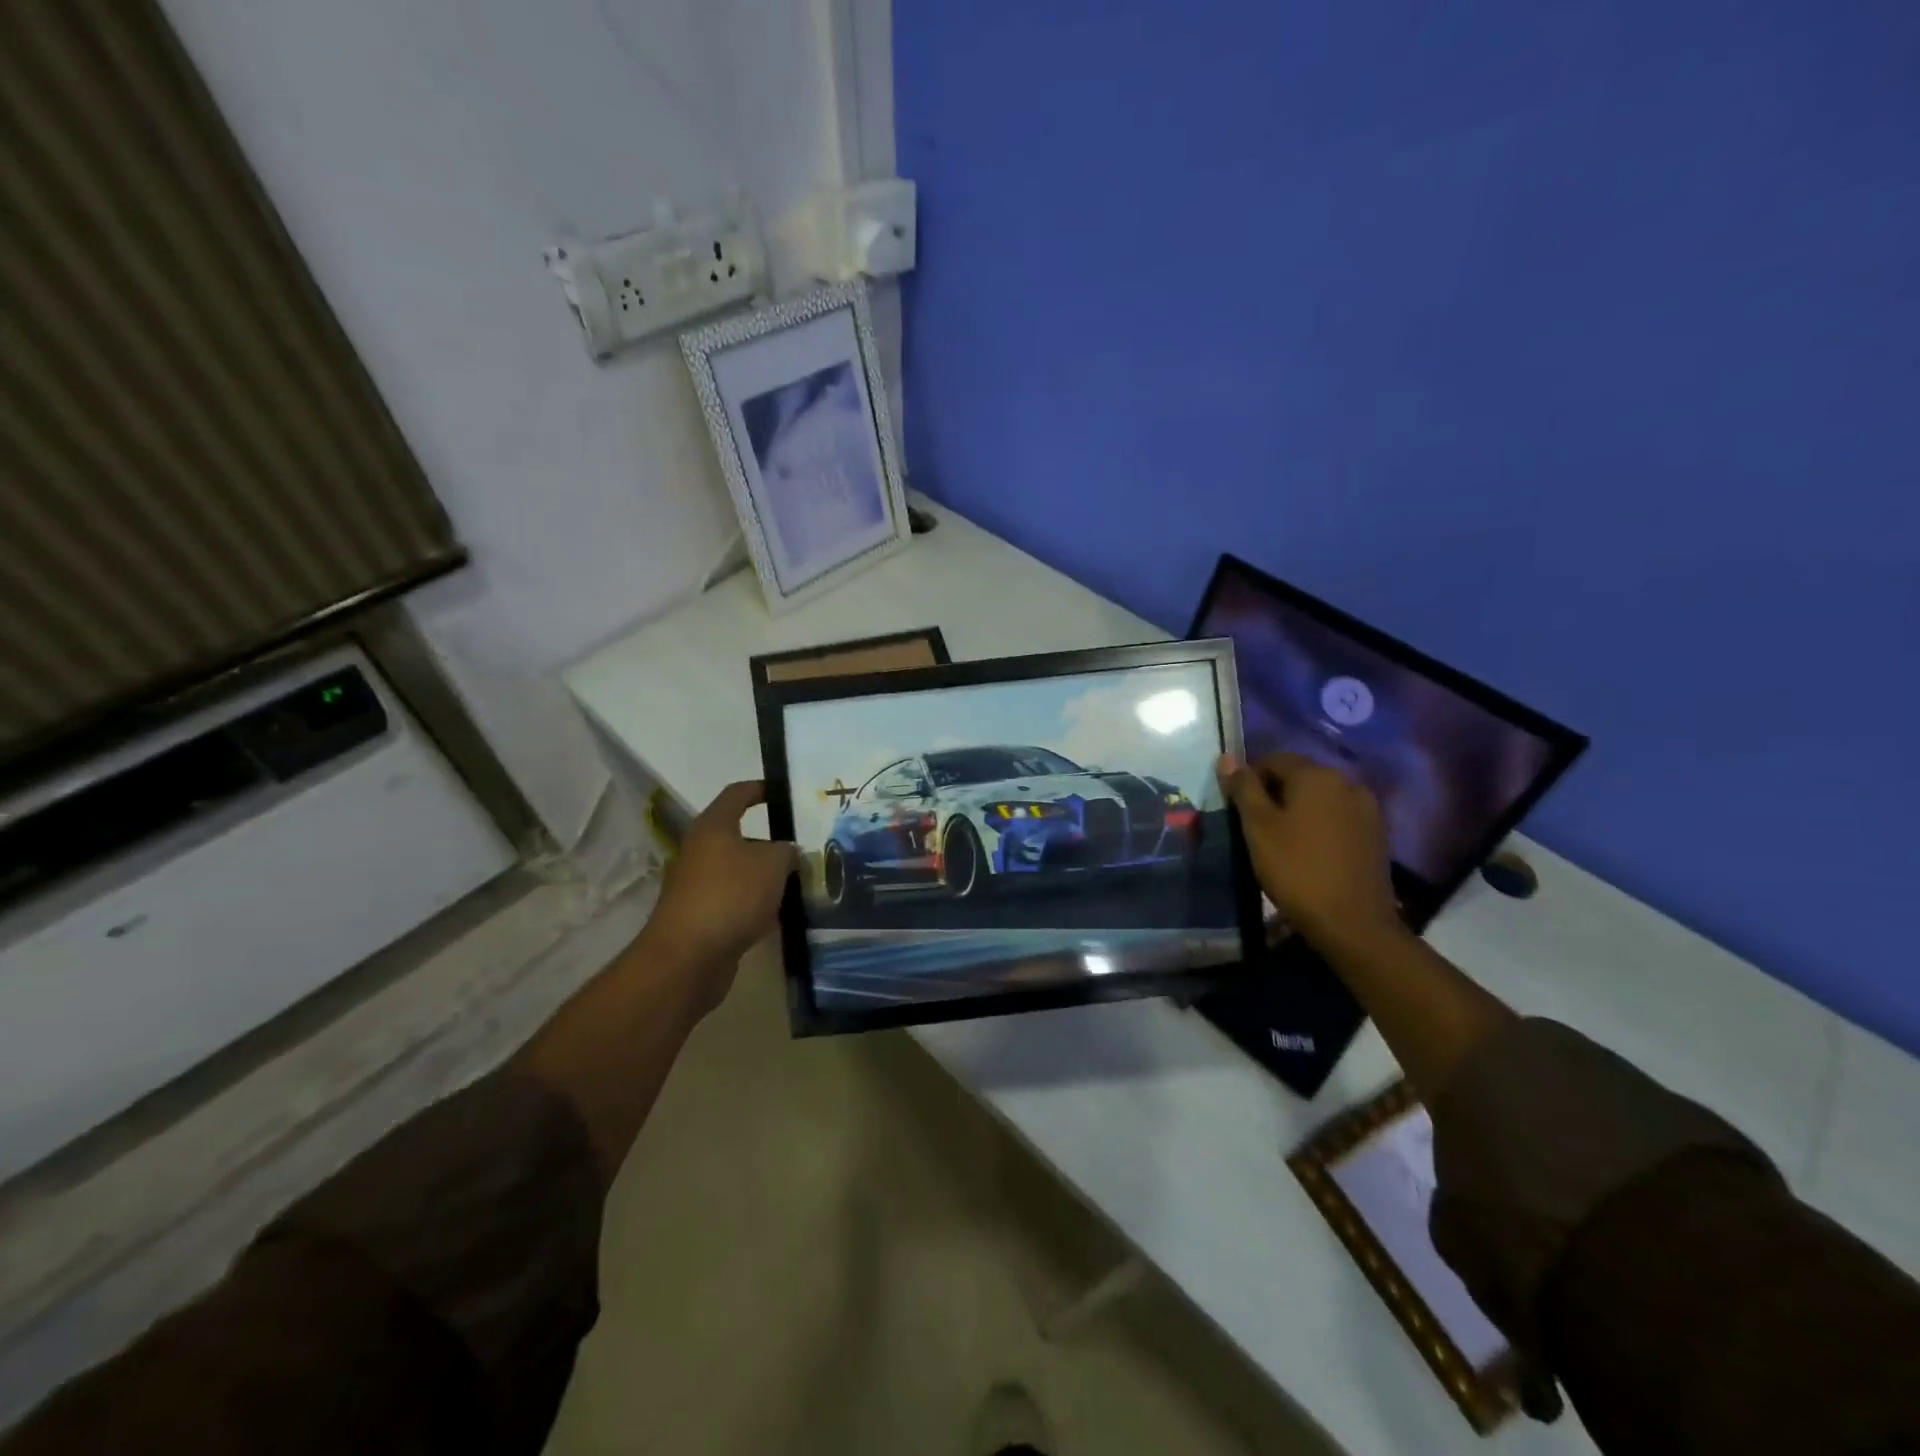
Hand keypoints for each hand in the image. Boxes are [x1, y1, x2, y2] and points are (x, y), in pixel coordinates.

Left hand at [645, 781, 797, 1009]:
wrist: (688, 957)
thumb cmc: (731, 895)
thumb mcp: (773, 864)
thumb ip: (787, 851)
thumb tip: (788, 852)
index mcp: (713, 826)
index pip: (737, 794)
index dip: (761, 789)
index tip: (784, 792)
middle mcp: (701, 850)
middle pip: (740, 836)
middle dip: (772, 841)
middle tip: (804, 845)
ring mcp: (698, 885)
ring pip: (740, 871)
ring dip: (766, 875)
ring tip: (801, 880)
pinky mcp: (701, 916)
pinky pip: (736, 901)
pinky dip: (757, 904)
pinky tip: (781, 914)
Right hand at [1217, 753, 1402, 952]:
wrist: (1352, 923)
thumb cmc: (1296, 869)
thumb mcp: (1258, 827)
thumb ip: (1243, 788)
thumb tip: (1227, 757)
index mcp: (1316, 774)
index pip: (1274, 759)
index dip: (1250, 779)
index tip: (1238, 808)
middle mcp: (1346, 782)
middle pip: (1300, 776)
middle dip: (1275, 794)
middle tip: (1255, 826)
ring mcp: (1367, 808)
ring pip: (1320, 798)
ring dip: (1298, 810)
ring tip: (1281, 840)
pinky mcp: (1376, 834)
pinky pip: (1338, 817)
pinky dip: (1319, 825)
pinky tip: (1309, 851)